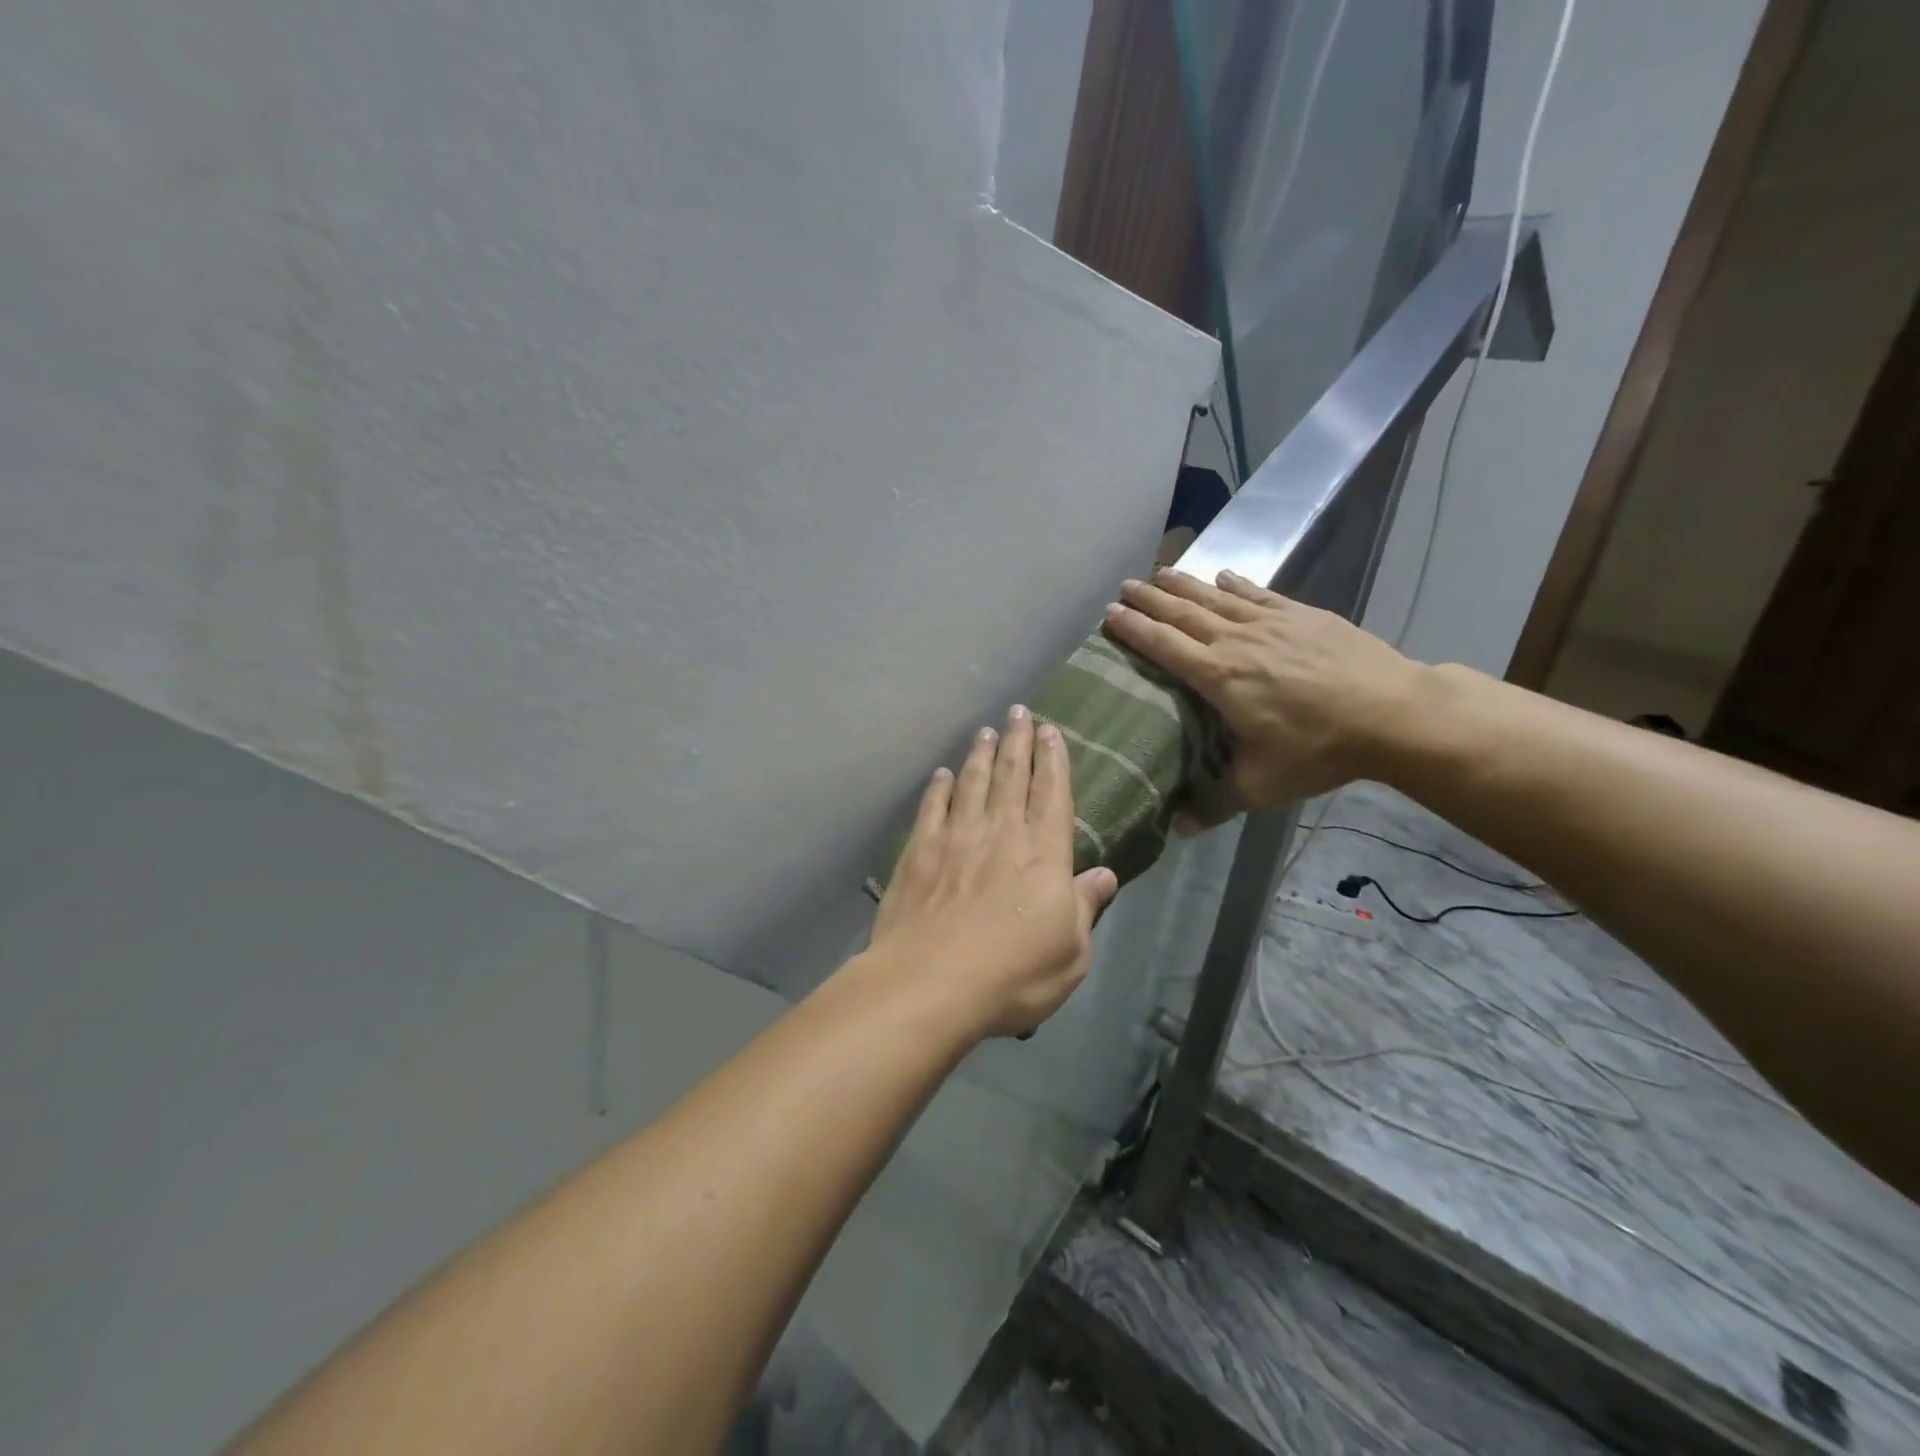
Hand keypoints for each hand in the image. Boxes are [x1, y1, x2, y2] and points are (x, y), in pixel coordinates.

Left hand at [869, 706, 1118, 1038]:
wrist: (931, 982)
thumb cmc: (1013, 974)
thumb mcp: (1071, 952)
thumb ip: (1085, 907)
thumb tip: (1105, 875)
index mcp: (1043, 852)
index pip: (1052, 792)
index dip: (1053, 758)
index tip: (1050, 730)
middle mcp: (1001, 831)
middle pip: (1011, 774)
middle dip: (1017, 740)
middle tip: (1018, 711)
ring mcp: (956, 837)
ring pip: (971, 782)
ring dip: (980, 754)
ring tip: (985, 731)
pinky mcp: (918, 851)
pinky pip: (932, 807)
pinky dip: (939, 788)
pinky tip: (941, 775)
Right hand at [1102, 569, 1429, 823]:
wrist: (1393, 714)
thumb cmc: (1319, 749)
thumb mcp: (1262, 786)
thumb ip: (1214, 804)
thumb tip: (1176, 829)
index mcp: (1219, 678)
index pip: (1164, 646)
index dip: (1134, 630)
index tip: (1109, 615)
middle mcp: (1237, 641)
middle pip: (1183, 614)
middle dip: (1151, 600)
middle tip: (1125, 587)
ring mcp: (1271, 623)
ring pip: (1215, 597)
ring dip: (1184, 584)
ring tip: (1159, 573)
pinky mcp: (1302, 615)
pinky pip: (1258, 594)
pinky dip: (1235, 583)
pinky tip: (1223, 576)